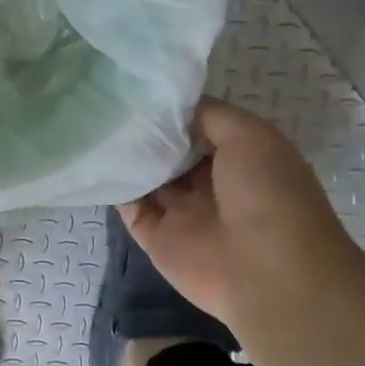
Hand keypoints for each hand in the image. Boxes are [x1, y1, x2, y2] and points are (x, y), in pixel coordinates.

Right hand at [119, 97, 357, 326]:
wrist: (268, 273)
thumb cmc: (267, 195)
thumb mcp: (252, 137)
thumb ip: (212, 116)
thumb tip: (174, 108)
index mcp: (240, 161)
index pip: (200, 130)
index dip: (175, 112)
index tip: (143, 91)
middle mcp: (211, 186)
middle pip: (171, 153)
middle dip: (147, 132)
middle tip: (111, 103)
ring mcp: (183, 213)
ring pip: (148, 179)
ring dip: (128, 156)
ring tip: (98, 124)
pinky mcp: (157, 239)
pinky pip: (130, 208)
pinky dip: (114, 188)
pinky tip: (96, 160)